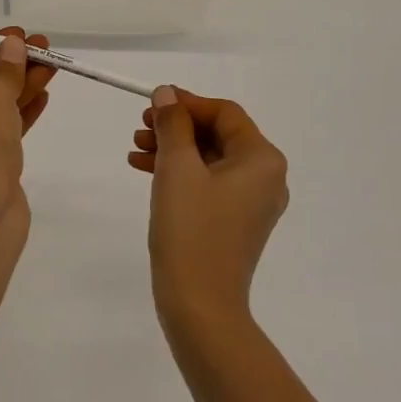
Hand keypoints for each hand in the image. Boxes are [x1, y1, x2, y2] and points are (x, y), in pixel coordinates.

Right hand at [130, 87, 288, 332]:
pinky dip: (179, 172)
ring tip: (135, 149)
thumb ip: (172, 124)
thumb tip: (167, 94)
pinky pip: (207, 182)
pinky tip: (144, 169)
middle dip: (176, 127)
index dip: (187, 103)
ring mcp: (251, 202)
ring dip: (172, 148)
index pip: (224, 113)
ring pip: (209, 158)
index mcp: (262, 159)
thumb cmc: (192, 229)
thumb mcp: (177, 167)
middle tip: (140, 126)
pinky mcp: (234, 222)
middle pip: (217, 134)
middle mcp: (265, 177)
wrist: (200, 307)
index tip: (153, 104)